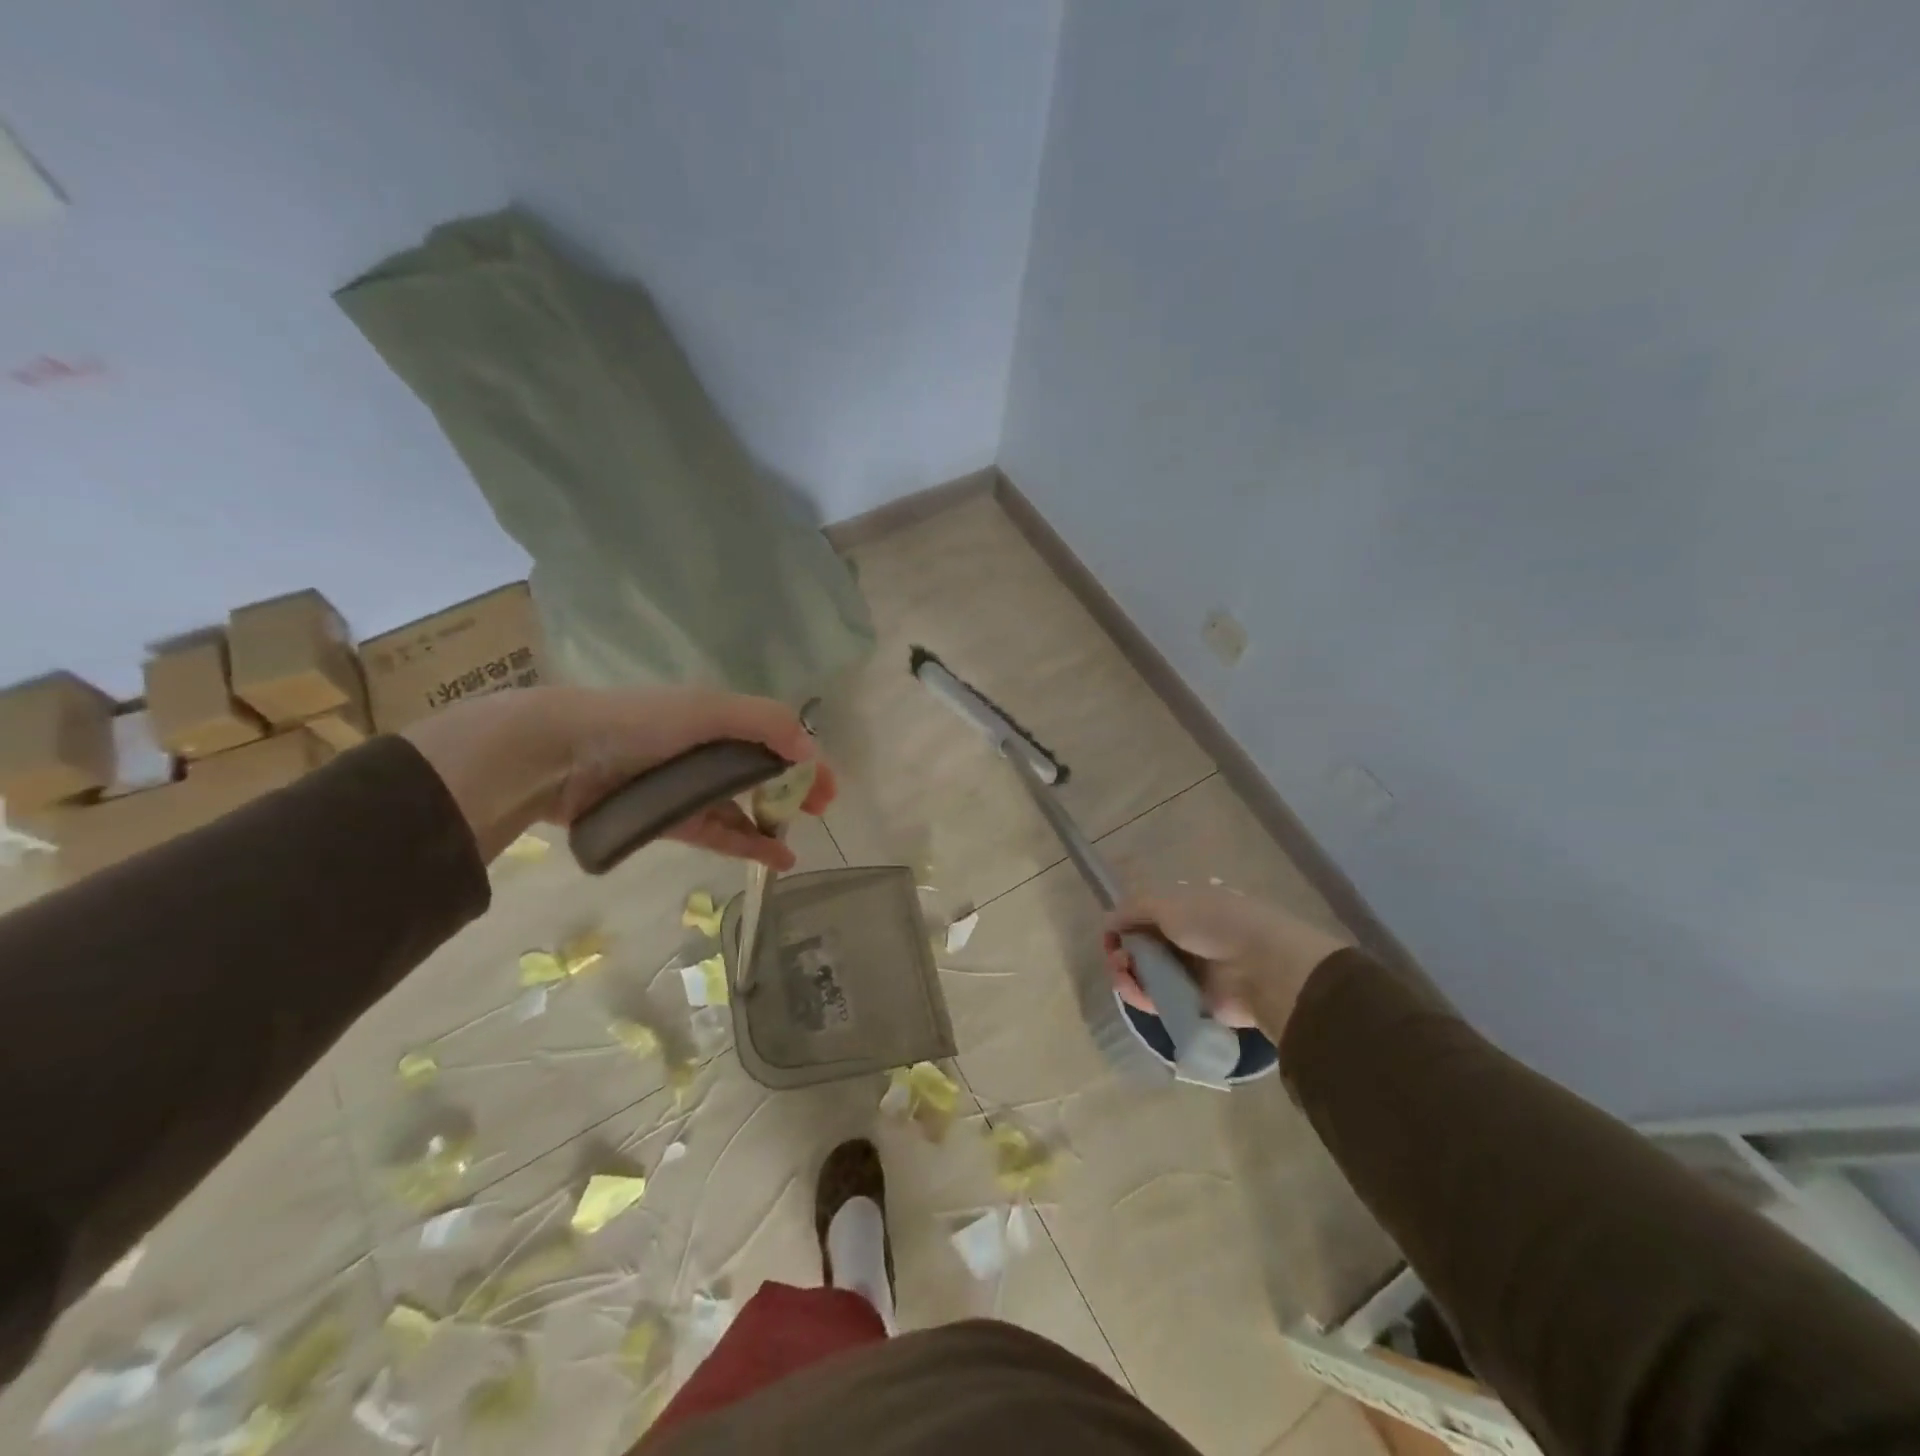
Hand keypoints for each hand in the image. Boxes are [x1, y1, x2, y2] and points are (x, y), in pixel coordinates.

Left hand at [403, 686, 835, 866]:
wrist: (560, 754)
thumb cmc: (640, 724)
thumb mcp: (709, 710)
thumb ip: (765, 724)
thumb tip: (812, 752)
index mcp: (719, 718)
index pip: (776, 738)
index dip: (806, 760)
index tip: (829, 789)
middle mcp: (707, 749)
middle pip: (762, 771)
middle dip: (794, 789)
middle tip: (819, 811)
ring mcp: (688, 786)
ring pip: (741, 805)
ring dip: (772, 822)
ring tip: (797, 844)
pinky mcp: (669, 819)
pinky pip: (717, 833)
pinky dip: (746, 844)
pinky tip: (773, 858)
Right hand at [1103, 889, 1351, 1039]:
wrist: (1261, 966)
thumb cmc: (1214, 922)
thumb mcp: (1167, 902)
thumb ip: (1133, 909)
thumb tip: (1107, 920)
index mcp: (1188, 905)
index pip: (1148, 912)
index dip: (1125, 921)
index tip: (1110, 931)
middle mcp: (1188, 935)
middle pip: (1144, 943)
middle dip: (1123, 948)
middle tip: (1114, 955)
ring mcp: (1191, 970)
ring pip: (1147, 971)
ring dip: (1127, 971)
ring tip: (1119, 972)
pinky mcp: (1193, 1001)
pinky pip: (1158, 997)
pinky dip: (1140, 994)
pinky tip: (1128, 988)